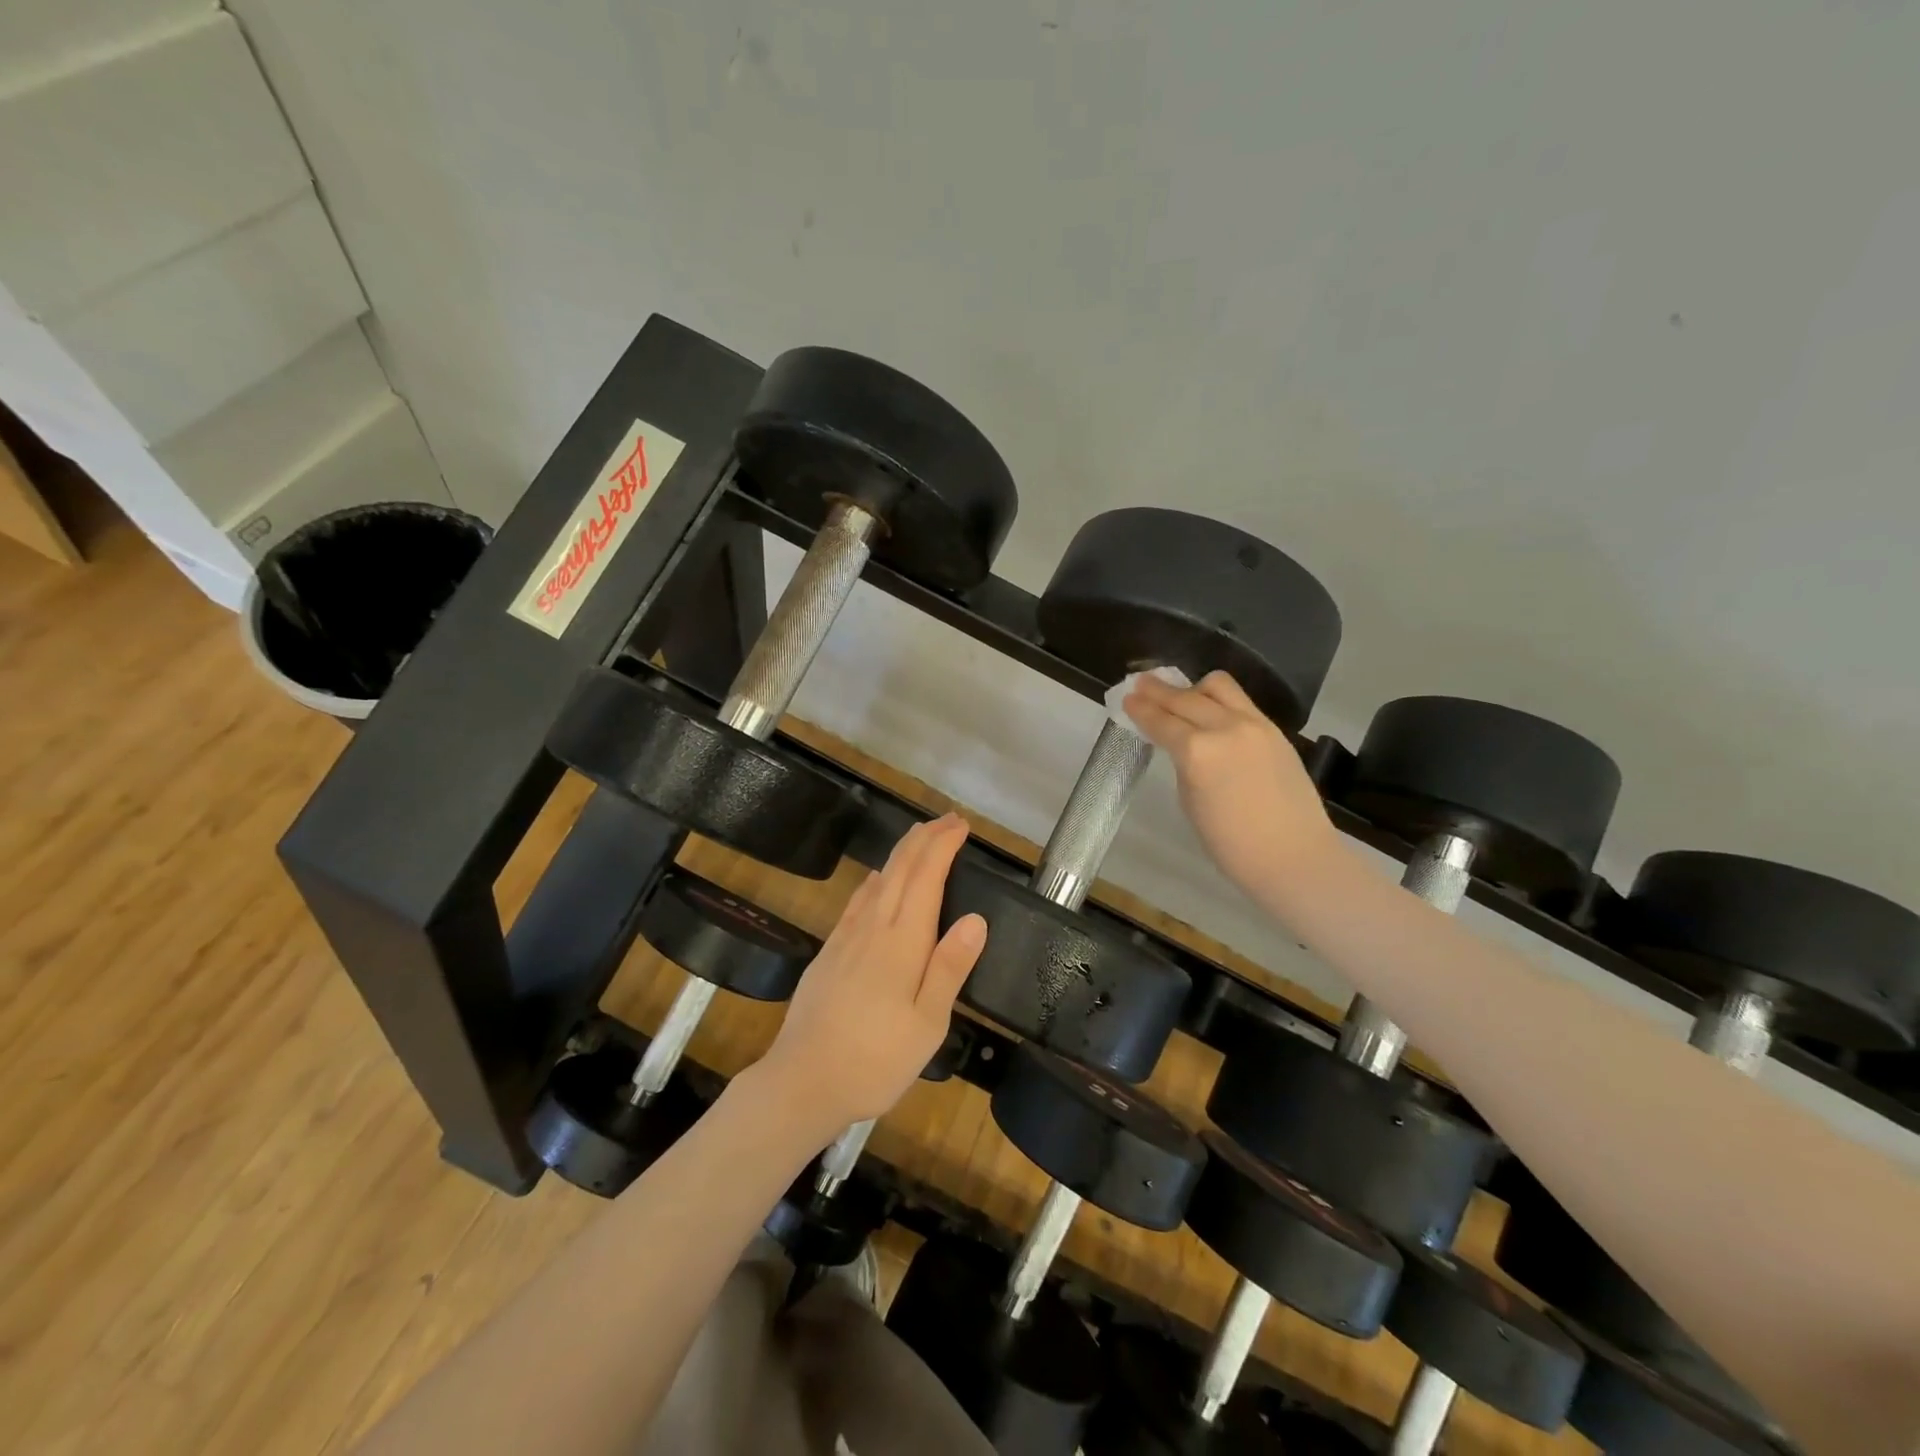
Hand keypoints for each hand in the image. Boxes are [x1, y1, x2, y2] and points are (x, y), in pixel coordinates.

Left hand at [757, 814, 986, 1133]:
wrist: (802, 1080)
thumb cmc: (876, 1059)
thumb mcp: (927, 1024)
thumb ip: (950, 967)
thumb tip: (976, 917)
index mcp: (903, 941)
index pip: (926, 877)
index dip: (943, 846)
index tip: (961, 826)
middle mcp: (873, 927)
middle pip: (900, 868)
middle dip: (925, 838)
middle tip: (948, 820)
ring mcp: (846, 937)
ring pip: (878, 879)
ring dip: (902, 852)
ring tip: (920, 839)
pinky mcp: (829, 951)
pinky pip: (857, 900)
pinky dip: (876, 879)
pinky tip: (877, 881)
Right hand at [1125, 670, 1337, 895]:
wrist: (1294, 856)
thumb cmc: (1231, 843)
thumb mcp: (1190, 801)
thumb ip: (1184, 764)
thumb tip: (1181, 745)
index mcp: (1197, 752)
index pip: (1161, 721)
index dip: (1141, 709)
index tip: (1127, 698)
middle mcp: (1225, 727)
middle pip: (1185, 697)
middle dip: (1159, 691)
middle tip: (1142, 684)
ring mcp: (1254, 724)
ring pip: (1218, 686)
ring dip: (1193, 688)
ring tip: (1181, 695)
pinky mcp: (1274, 729)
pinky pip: (1240, 701)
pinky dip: (1219, 700)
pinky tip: (1210, 710)